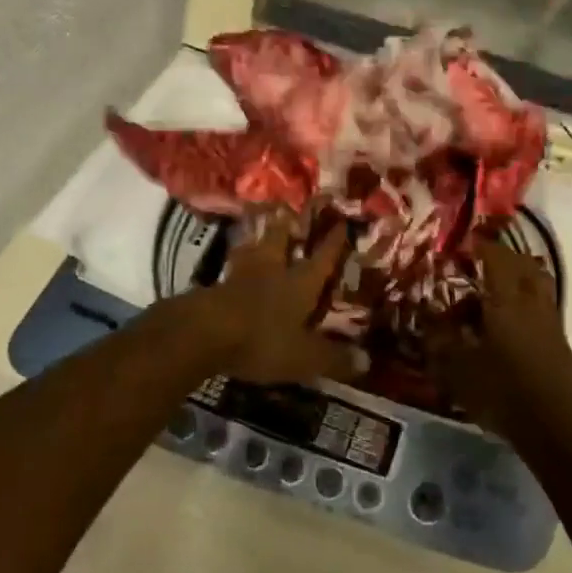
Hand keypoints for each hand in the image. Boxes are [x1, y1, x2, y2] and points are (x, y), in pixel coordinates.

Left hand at [175, 215, 368, 385]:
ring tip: (260, 232)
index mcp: (300, 283)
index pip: (322, 259)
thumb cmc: (262, 340)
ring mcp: (241, 276)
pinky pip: (231, 269)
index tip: (342, 223)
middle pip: (281, 241)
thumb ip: (333, 358)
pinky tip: (233, 267)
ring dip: (258, 241)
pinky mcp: (215, 287)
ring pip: (253, 249)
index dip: (333, 242)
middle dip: (288, 227)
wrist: (204, 333)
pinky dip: (236, 263)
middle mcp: (273, 271)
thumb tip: (367, 361)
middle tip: (289, 211)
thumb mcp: (303, 357)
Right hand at [433, 241, 571, 442]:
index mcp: (507, 299)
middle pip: (524, 265)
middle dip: (503, 257)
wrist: (557, 430)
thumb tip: (426, 318)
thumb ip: (440, 341)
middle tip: (482, 261)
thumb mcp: (459, 369)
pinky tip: (511, 328)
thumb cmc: (503, 393)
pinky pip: (542, 310)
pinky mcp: (561, 344)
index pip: (496, 257)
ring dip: (519, 280)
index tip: (465, 242)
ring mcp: (552, 323)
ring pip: (538, 286)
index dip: (481, 246)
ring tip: (495, 292)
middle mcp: (533, 302)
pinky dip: (526, 306)